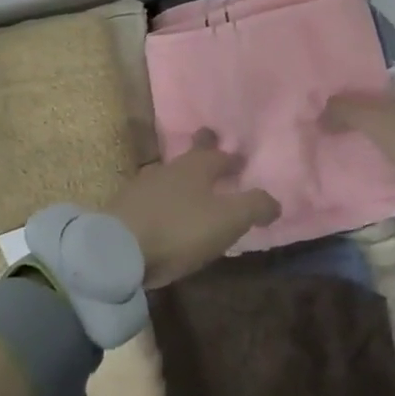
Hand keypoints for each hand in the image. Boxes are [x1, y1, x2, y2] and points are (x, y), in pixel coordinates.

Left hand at [105, 130, 279, 287]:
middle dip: (202, 153)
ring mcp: (143, 186)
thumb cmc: (179, 229)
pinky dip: (162, 201)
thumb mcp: (227, 220)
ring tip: (189, 188)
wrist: (118, 249)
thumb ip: (254, 206)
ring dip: (181, 179)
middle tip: (209, 146)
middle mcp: (170, 168)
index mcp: (197, 167)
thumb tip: (276, 201)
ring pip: (169, 176)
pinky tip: (163, 213)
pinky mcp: (124, 208)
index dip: (231, 158)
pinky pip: (151, 198)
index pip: (219, 155)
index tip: (239, 159)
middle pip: (190, 157)